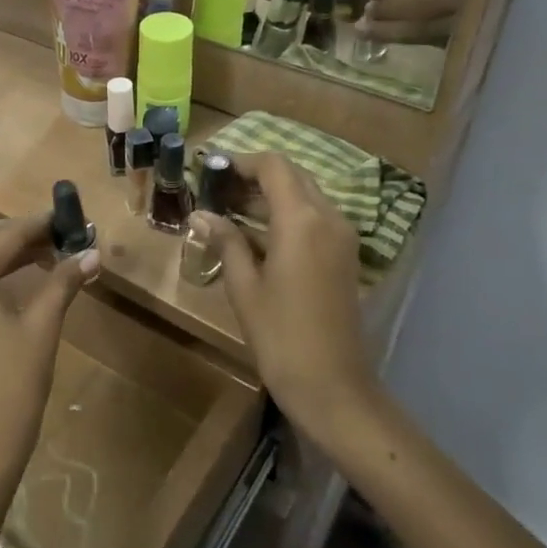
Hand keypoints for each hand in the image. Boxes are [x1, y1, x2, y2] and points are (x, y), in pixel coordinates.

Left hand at [0, 214, 98, 490]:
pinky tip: (27, 275)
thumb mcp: (42, 326)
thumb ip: (63, 281)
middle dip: (25, 234)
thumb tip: (93, 252)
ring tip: (53, 253)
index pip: (6, 235)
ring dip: (11, 252)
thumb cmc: (14, 382)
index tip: (71, 218)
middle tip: (64, 235)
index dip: (41, 224)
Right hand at [192, 154, 375, 438]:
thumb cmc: (281, 336)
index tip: (209, 169)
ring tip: (228, 208)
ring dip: (269, 194)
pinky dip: (285, 214)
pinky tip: (254, 233)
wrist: (333, 386)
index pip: (273, 166)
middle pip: (292, 175)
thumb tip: (201, 214)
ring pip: (304, 195)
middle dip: (254, 175)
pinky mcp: (344, 256)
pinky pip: (313, 217)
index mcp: (302, 220)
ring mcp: (342, 237)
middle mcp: (328, 218)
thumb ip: (225, 241)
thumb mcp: (244, 287)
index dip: (240, 161)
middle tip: (216, 189)